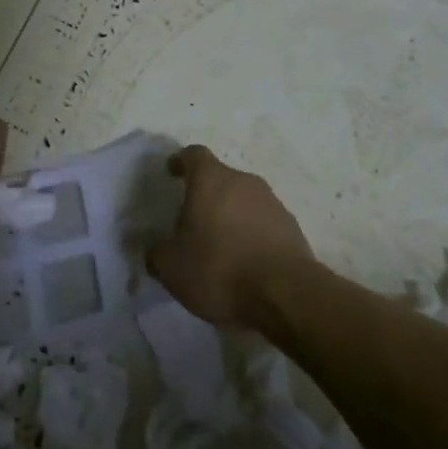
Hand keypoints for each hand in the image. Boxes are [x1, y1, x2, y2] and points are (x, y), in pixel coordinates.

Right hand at [147, 145, 315, 327]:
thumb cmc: (219, 268)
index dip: (181, 161)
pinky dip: (251, 234)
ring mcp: (272, 203)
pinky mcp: (292, 227)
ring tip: (220, 245)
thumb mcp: (172, 267)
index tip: (172, 171)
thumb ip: (157, 253)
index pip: (194, 155)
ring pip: (244, 200)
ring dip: (231, 215)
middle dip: (206, 195)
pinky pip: (263, 223)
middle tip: (192, 220)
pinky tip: (244, 262)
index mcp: (211, 180)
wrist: (284, 293)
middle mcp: (244, 182)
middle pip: (221, 178)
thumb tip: (155, 250)